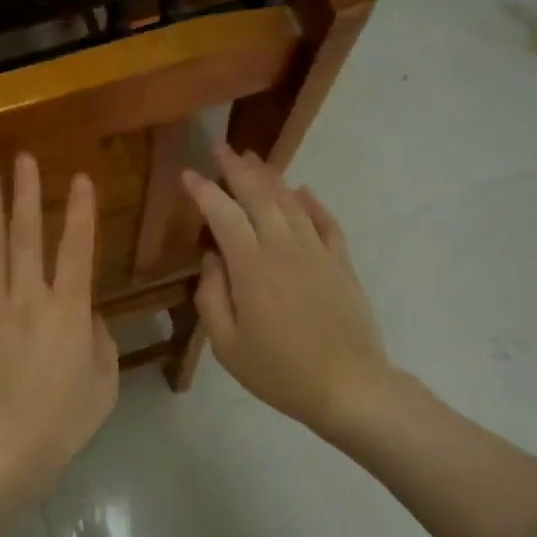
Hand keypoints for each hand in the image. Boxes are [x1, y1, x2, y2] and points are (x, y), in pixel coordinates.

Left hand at [0, 154, 118, 498]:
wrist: (6, 448)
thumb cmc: (63, 419)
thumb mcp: (103, 381)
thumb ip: (100, 340)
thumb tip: (85, 314)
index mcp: (68, 308)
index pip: (78, 247)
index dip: (80, 210)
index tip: (81, 177)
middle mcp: (29, 295)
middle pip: (28, 233)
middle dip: (27, 192)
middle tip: (23, 157)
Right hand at [181, 144, 396, 440]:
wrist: (349, 387)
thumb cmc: (279, 371)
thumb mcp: (227, 344)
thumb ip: (211, 296)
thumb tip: (212, 258)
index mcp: (251, 267)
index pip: (223, 214)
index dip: (203, 190)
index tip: (187, 174)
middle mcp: (284, 248)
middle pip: (259, 196)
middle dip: (237, 169)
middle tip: (221, 149)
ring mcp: (317, 252)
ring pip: (291, 202)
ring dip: (270, 177)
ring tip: (253, 160)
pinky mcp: (341, 263)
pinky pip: (326, 222)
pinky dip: (312, 202)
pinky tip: (303, 191)